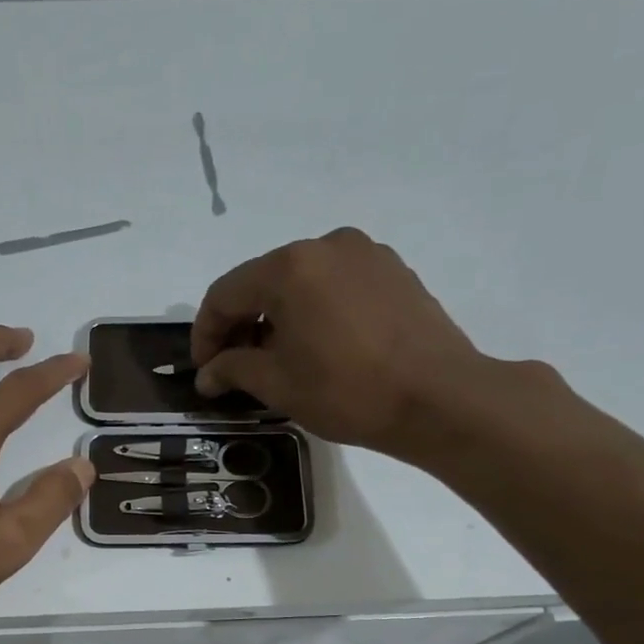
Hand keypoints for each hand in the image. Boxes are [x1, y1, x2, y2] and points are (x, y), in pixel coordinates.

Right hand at [191, 227, 501, 463]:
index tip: (204, 371)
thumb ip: (233, 369)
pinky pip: (335, 285)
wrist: (439, 398)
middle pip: (262, 282)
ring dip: (277, 317)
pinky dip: (314, 311)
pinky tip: (318, 346)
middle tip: (235, 368)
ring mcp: (365, 254)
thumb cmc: (347, 391)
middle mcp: (325, 245)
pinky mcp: (393, 271)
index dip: (205, 334)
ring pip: (300, 282)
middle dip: (241, 324)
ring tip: (277, 360)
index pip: (224, 294)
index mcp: (289, 267)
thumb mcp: (278, 384)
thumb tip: (207, 373)